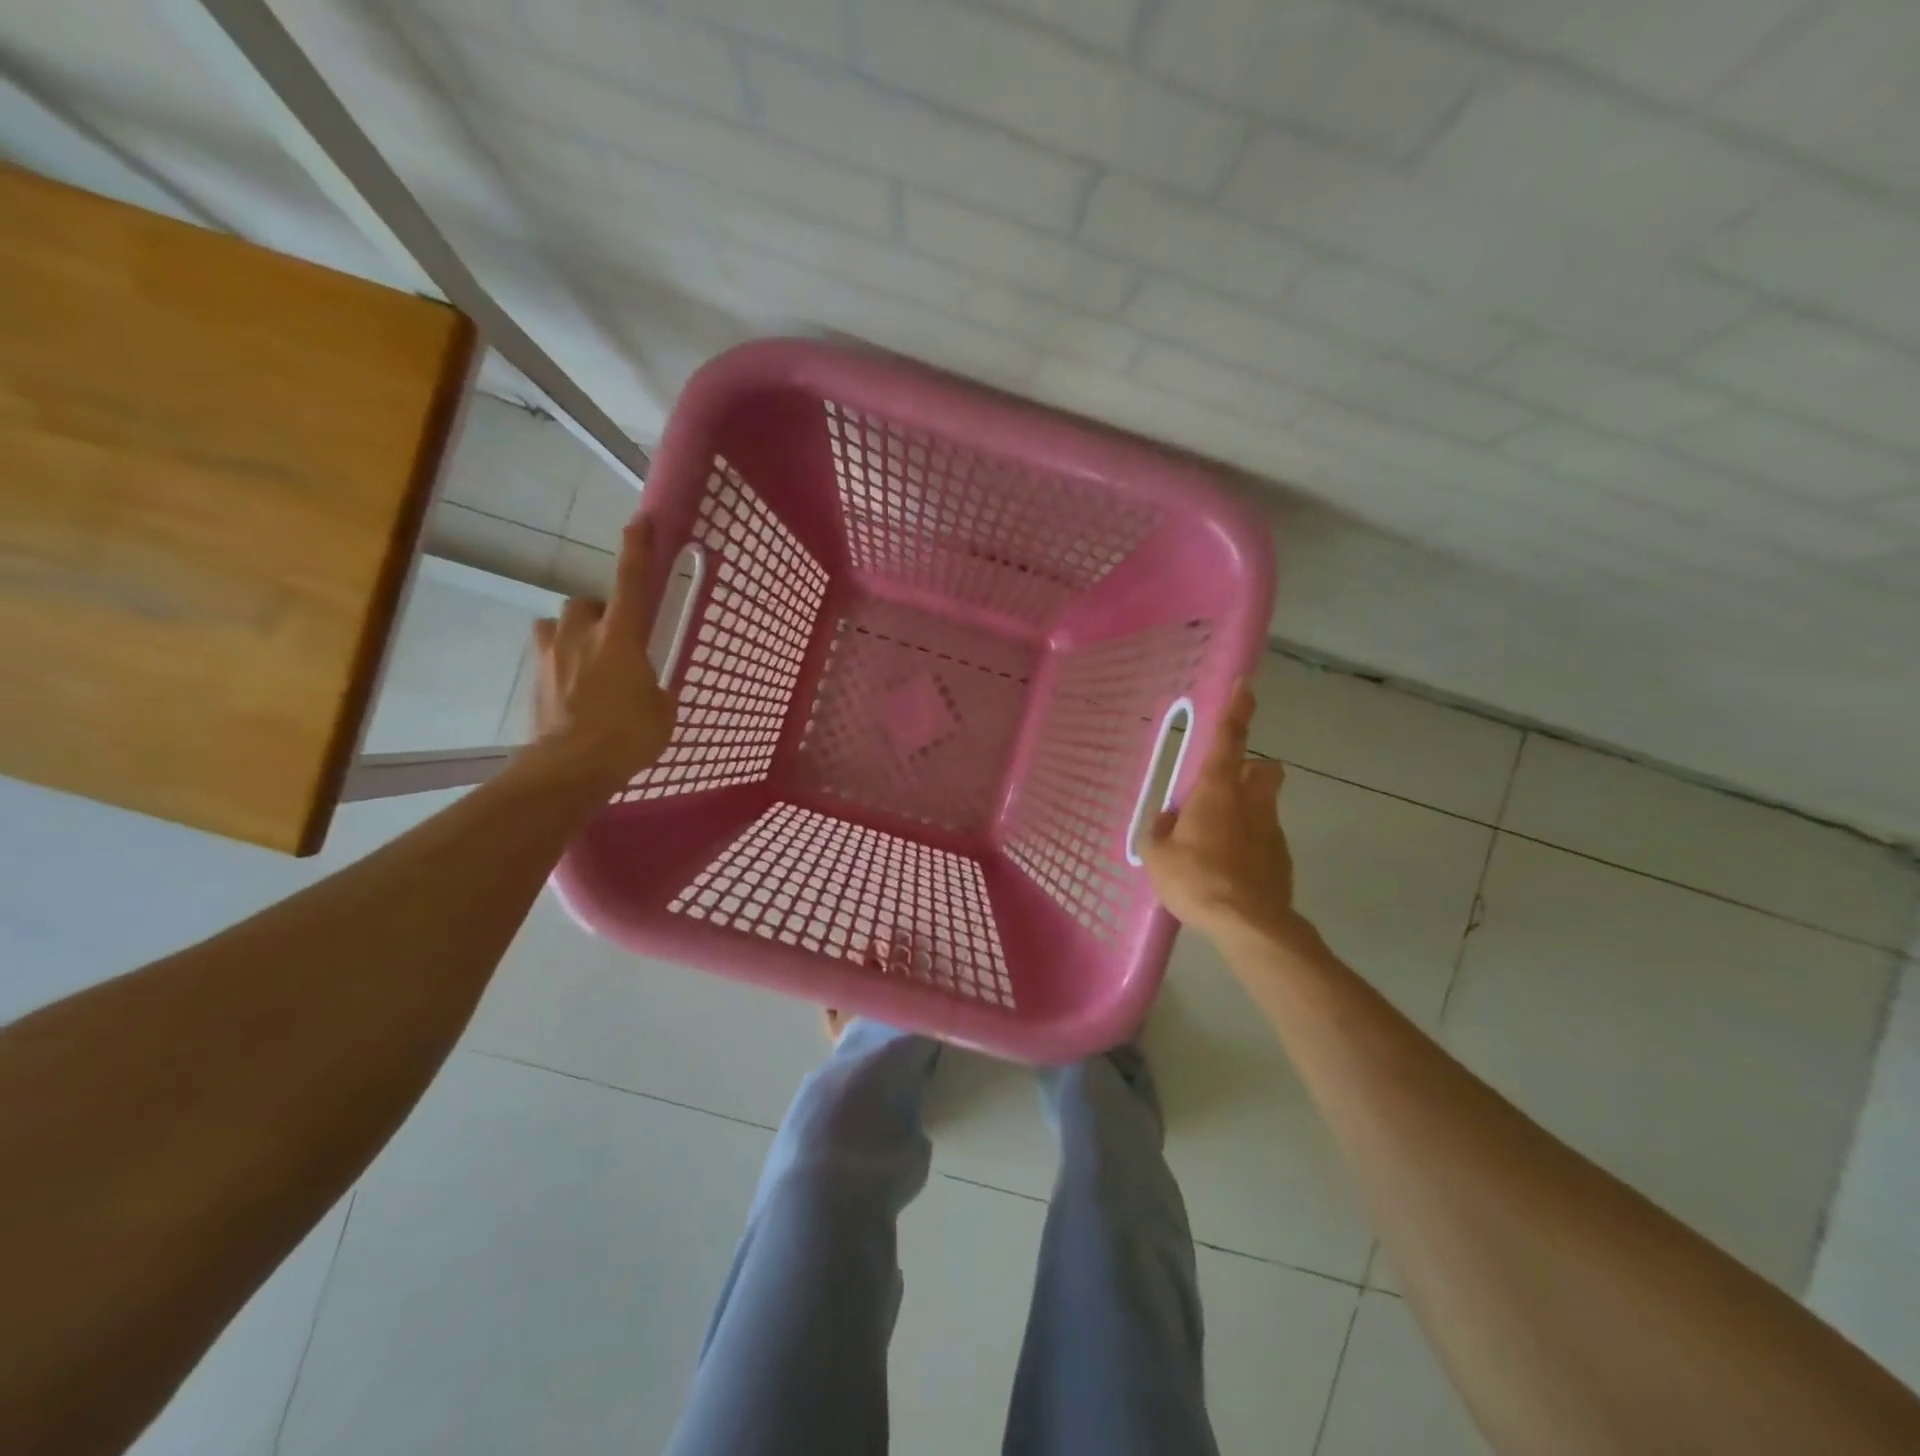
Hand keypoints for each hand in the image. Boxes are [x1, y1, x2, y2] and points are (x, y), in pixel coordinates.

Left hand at [530, 518, 675, 785]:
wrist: (571, 767)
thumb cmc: (628, 736)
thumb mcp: (662, 711)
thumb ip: (657, 688)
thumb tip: (652, 687)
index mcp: (622, 637)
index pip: (632, 582)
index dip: (637, 549)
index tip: (640, 521)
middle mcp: (583, 635)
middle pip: (584, 603)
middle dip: (597, 613)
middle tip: (613, 638)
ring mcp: (551, 655)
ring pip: (557, 626)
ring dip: (572, 634)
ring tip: (587, 660)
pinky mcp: (534, 678)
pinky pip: (546, 656)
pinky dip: (559, 662)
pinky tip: (572, 687)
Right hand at [1140, 681, 1302, 946]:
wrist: (1249, 925)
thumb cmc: (1196, 880)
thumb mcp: (1158, 856)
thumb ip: (1159, 831)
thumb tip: (1167, 818)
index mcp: (1216, 792)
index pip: (1229, 740)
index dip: (1237, 710)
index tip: (1246, 686)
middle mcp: (1250, 803)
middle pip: (1265, 768)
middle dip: (1252, 767)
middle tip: (1226, 787)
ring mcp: (1272, 831)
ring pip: (1265, 804)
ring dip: (1246, 810)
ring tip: (1217, 842)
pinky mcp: (1282, 860)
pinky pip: (1265, 839)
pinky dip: (1250, 845)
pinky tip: (1230, 872)